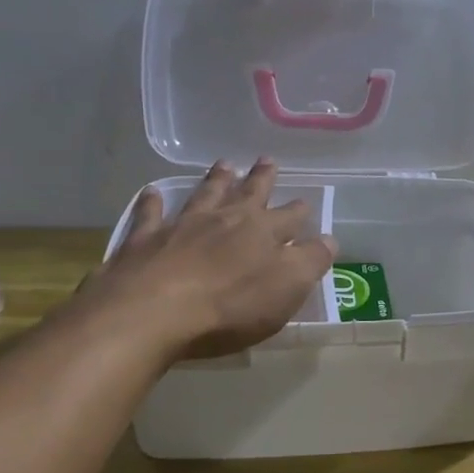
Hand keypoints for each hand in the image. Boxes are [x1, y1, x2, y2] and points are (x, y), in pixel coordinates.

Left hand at [84, 159, 336, 359]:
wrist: (152, 312)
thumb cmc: (230, 306)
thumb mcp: (287, 288)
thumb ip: (311, 261)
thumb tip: (329, 239)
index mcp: (263, 232)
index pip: (289, 217)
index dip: (299, 211)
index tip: (305, 202)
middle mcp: (225, 220)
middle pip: (248, 194)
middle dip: (261, 178)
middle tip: (267, 160)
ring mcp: (182, 226)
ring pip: (204, 195)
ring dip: (216, 180)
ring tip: (224, 164)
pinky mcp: (144, 240)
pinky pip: (150, 214)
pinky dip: (153, 202)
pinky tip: (152, 193)